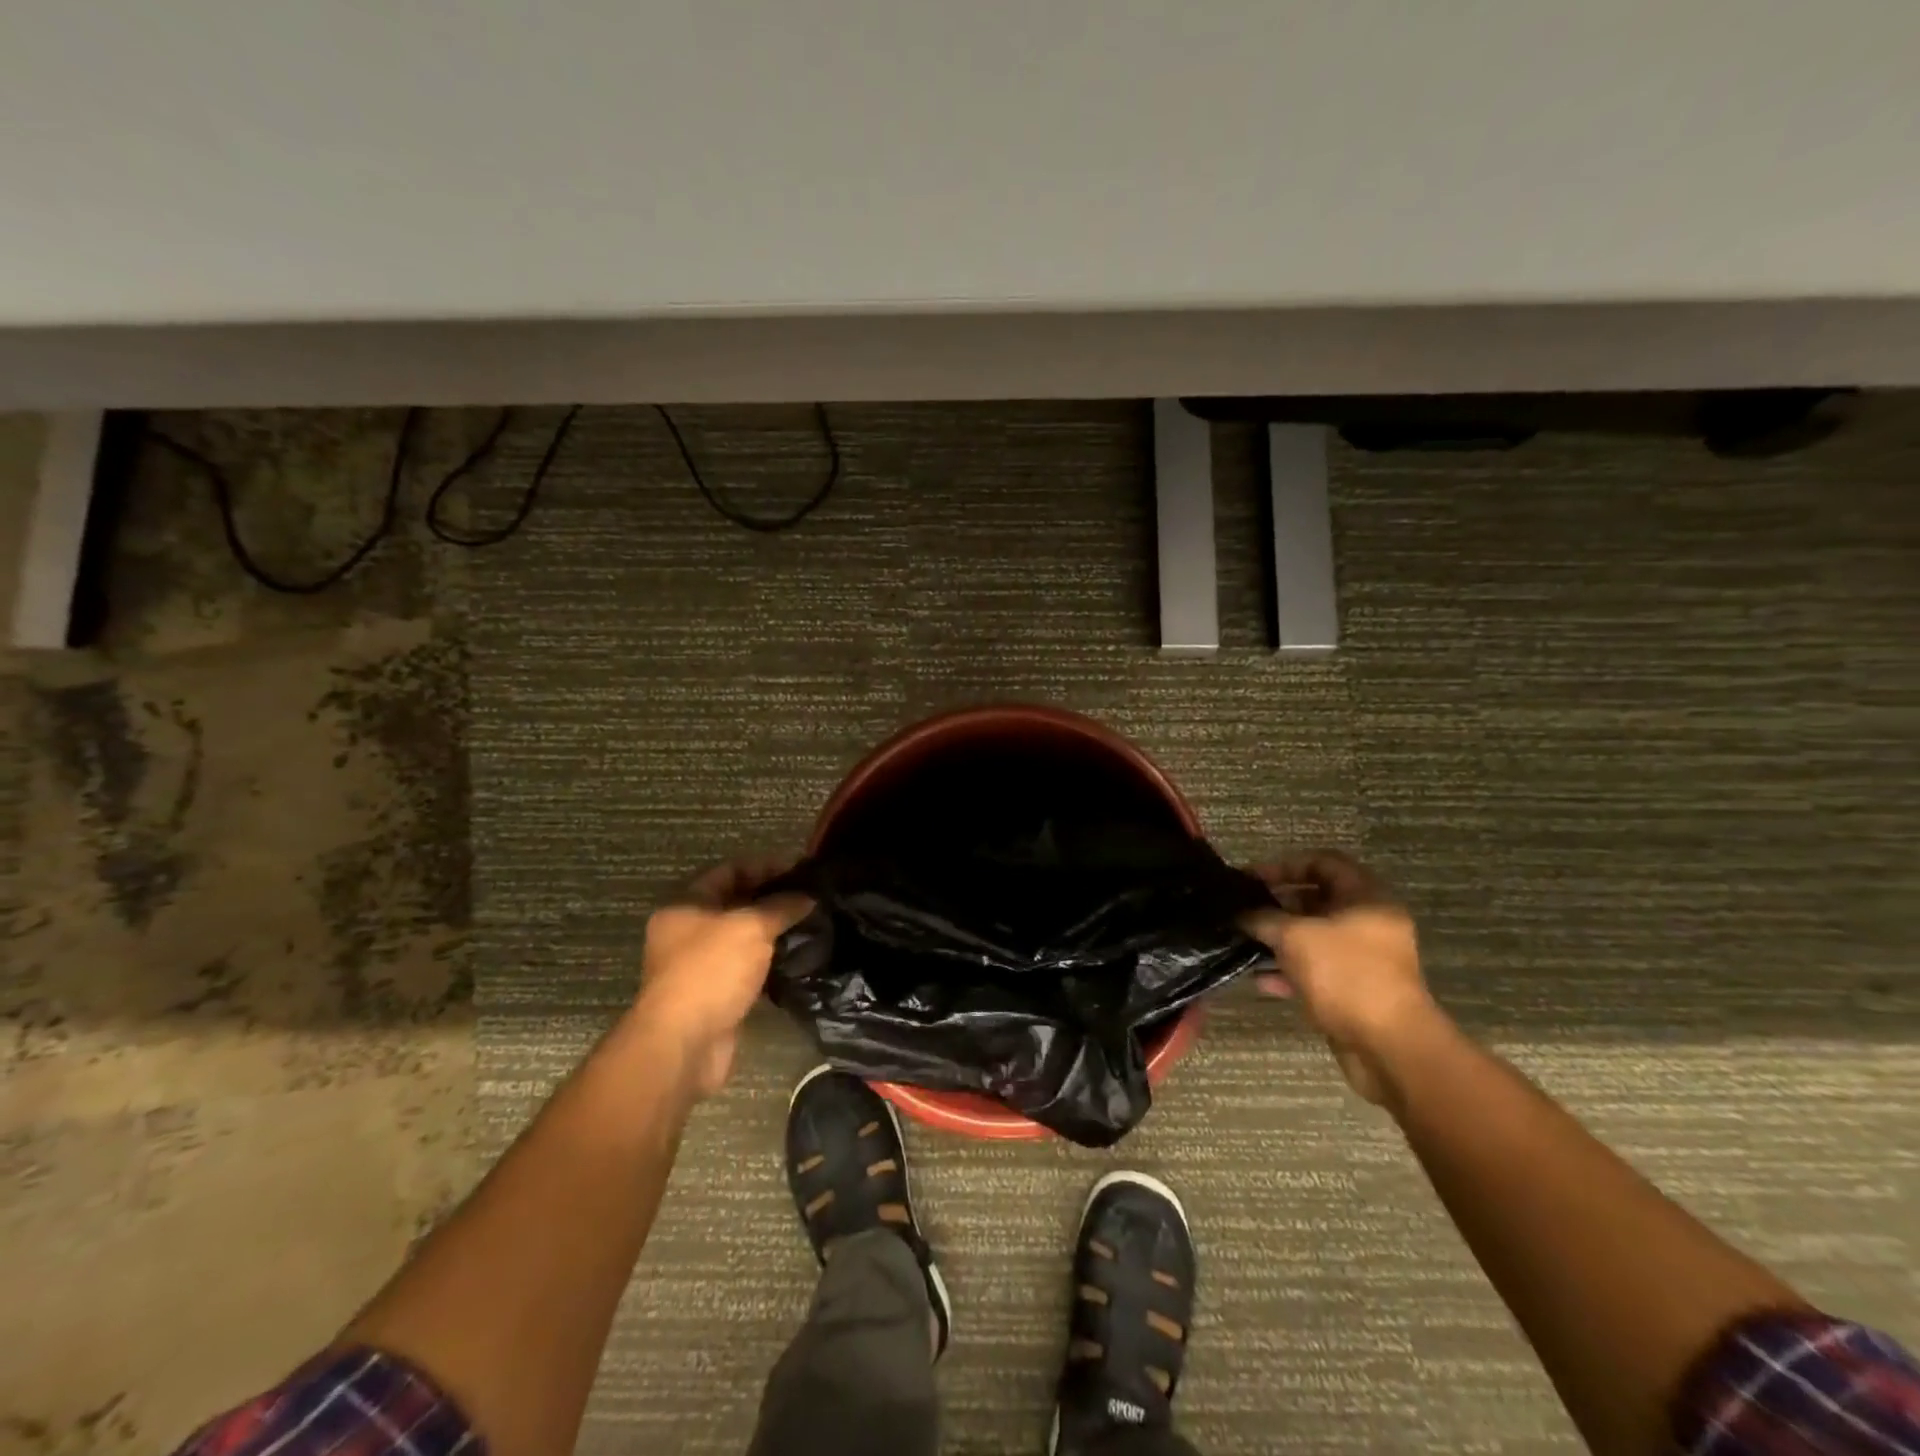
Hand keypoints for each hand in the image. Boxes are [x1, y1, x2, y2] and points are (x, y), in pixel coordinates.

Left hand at [634, 857, 812, 1096]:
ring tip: (810, 925)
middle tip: (810, 897)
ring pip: (741, 937)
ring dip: (772, 931)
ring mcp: (699, 965)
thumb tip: (807, 897)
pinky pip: (745, 966)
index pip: (730, 870)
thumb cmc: (711, 971)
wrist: (683, 1044)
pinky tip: (796, 958)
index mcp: (686, 905)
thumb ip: (781, 907)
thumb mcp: (750, 927)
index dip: (766, 865)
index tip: (801, 869)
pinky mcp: (713, 994)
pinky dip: (768, 961)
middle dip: (772, 898)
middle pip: (735, 902)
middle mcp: (687, 931)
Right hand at [1239, 851, 1436, 1104]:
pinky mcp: (1355, 989)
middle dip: (1277, 905)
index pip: (1323, 862)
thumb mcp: (1295, 937)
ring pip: (1313, 937)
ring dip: (1279, 940)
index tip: (1251, 879)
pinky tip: (1262, 981)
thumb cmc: (1346, 976)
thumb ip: (1262, 918)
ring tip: (1245, 945)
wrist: (1389, 1047)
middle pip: (1317, 900)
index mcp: (1367, 898)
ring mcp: (1364, 958)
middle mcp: (1369, 923)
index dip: (1284, 865)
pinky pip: (1317, 969)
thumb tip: (1239, 913)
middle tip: (1243, 912)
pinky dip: (1290, 970)